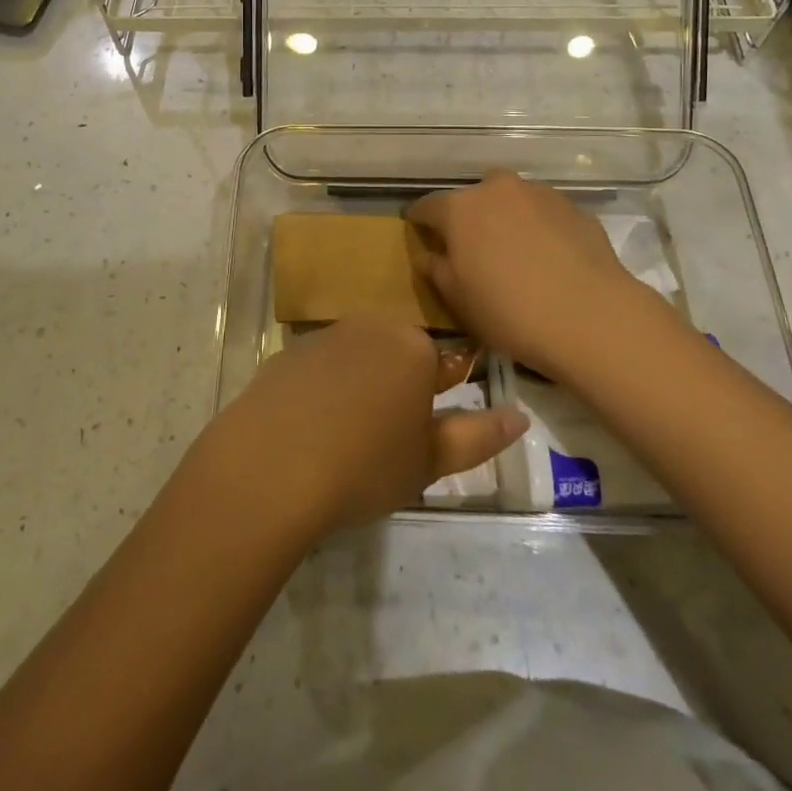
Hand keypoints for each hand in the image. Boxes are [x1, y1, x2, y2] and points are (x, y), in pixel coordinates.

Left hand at [190, 318, 524, 541]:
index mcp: (414, 347)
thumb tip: (519, 416)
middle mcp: (372, 327)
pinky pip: (320, 369)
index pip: (445, 364)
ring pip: (358, 360)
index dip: (438, 401)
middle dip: (399, 390)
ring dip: (361, 389)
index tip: (421, 434)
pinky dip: (323, 392)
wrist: (272, 465)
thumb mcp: (430, 460)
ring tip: (346, 441)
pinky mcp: (289, 352)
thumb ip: (479, 436)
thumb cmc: (365, 465)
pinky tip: (310, 431)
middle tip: (386, 444)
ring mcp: (325, 336)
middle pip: (398, 356)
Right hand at [406, 170, 664, 376]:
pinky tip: (549, 260)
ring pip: (512, 202)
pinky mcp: (575, 208)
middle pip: (473, 198)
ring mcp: (540, 194)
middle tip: (473, 249)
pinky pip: (545, 215)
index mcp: (461, 208)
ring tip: (516, 254)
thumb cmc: (509, 311)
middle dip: (469, 217)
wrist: (591, 317)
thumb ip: (436, 269)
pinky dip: (540, 229)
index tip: (417, 231)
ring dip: (507, 220)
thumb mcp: (458, 300)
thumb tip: (428, 254)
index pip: (427, 206)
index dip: (419, 220)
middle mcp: (498, 189)